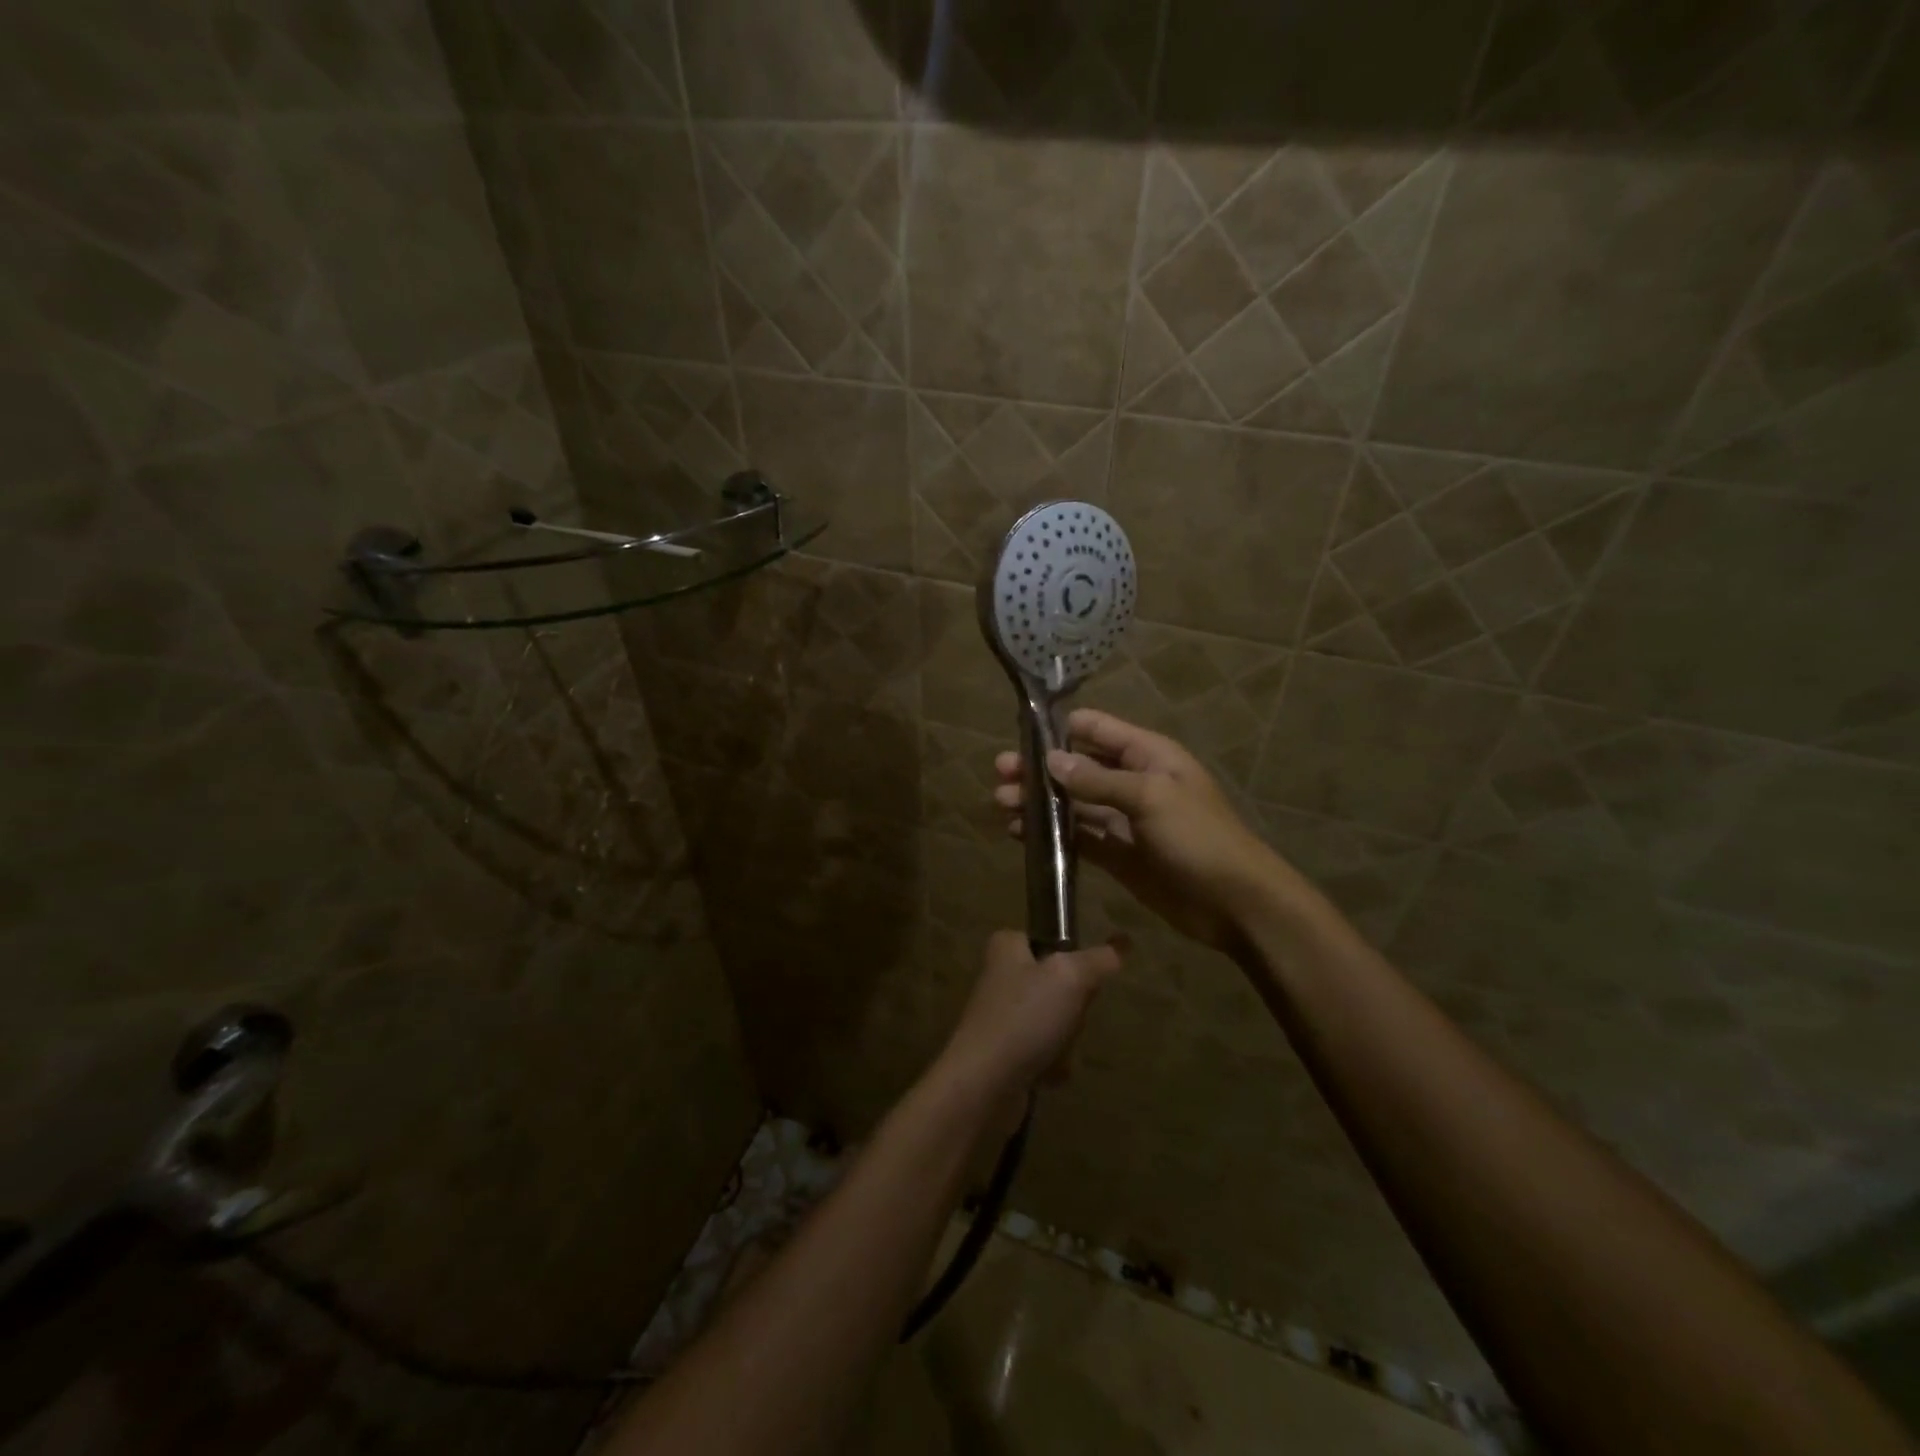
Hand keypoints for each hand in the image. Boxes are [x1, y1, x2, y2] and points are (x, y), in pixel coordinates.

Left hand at [937, 931, 1121, 1099]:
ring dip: (1065, 1040)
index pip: (1047, 940)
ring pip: (1053, 1021)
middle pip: (1056, 984)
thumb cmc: (1025, 1017)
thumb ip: (1098, 959)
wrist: (983, 1083)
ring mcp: (1000, 1017)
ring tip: (1058, 1050)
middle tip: (1069, 1017)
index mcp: (1006, 948)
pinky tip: (1048, 1074)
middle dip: (1072, 1008)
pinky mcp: (1002, 1052)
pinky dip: (1051, 1064)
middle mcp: (1000, 978)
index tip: (1081, 977)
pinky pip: (1042, 1052)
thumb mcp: (1070, 977)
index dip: (1069, 958)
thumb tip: (1121, 944)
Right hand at [994, 709, 1301, 953]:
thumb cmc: (1199, 837)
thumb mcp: (1151, 798)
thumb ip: (1098, 779)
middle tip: (1000, 775)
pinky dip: (1052, 834)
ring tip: (1002, 804)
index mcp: (1147, 756)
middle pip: (1078, 767)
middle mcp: (1132, 781)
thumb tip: (1051, 761)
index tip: (1020, 733)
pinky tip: (1021, 833)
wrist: (1236, 903)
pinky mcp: (1118, 854)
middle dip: (1040, 769)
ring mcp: (1124, 819)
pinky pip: (1079, 837)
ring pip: (1073, 803)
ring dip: (1040, 802)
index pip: (1097, 729)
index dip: (1060, 728)